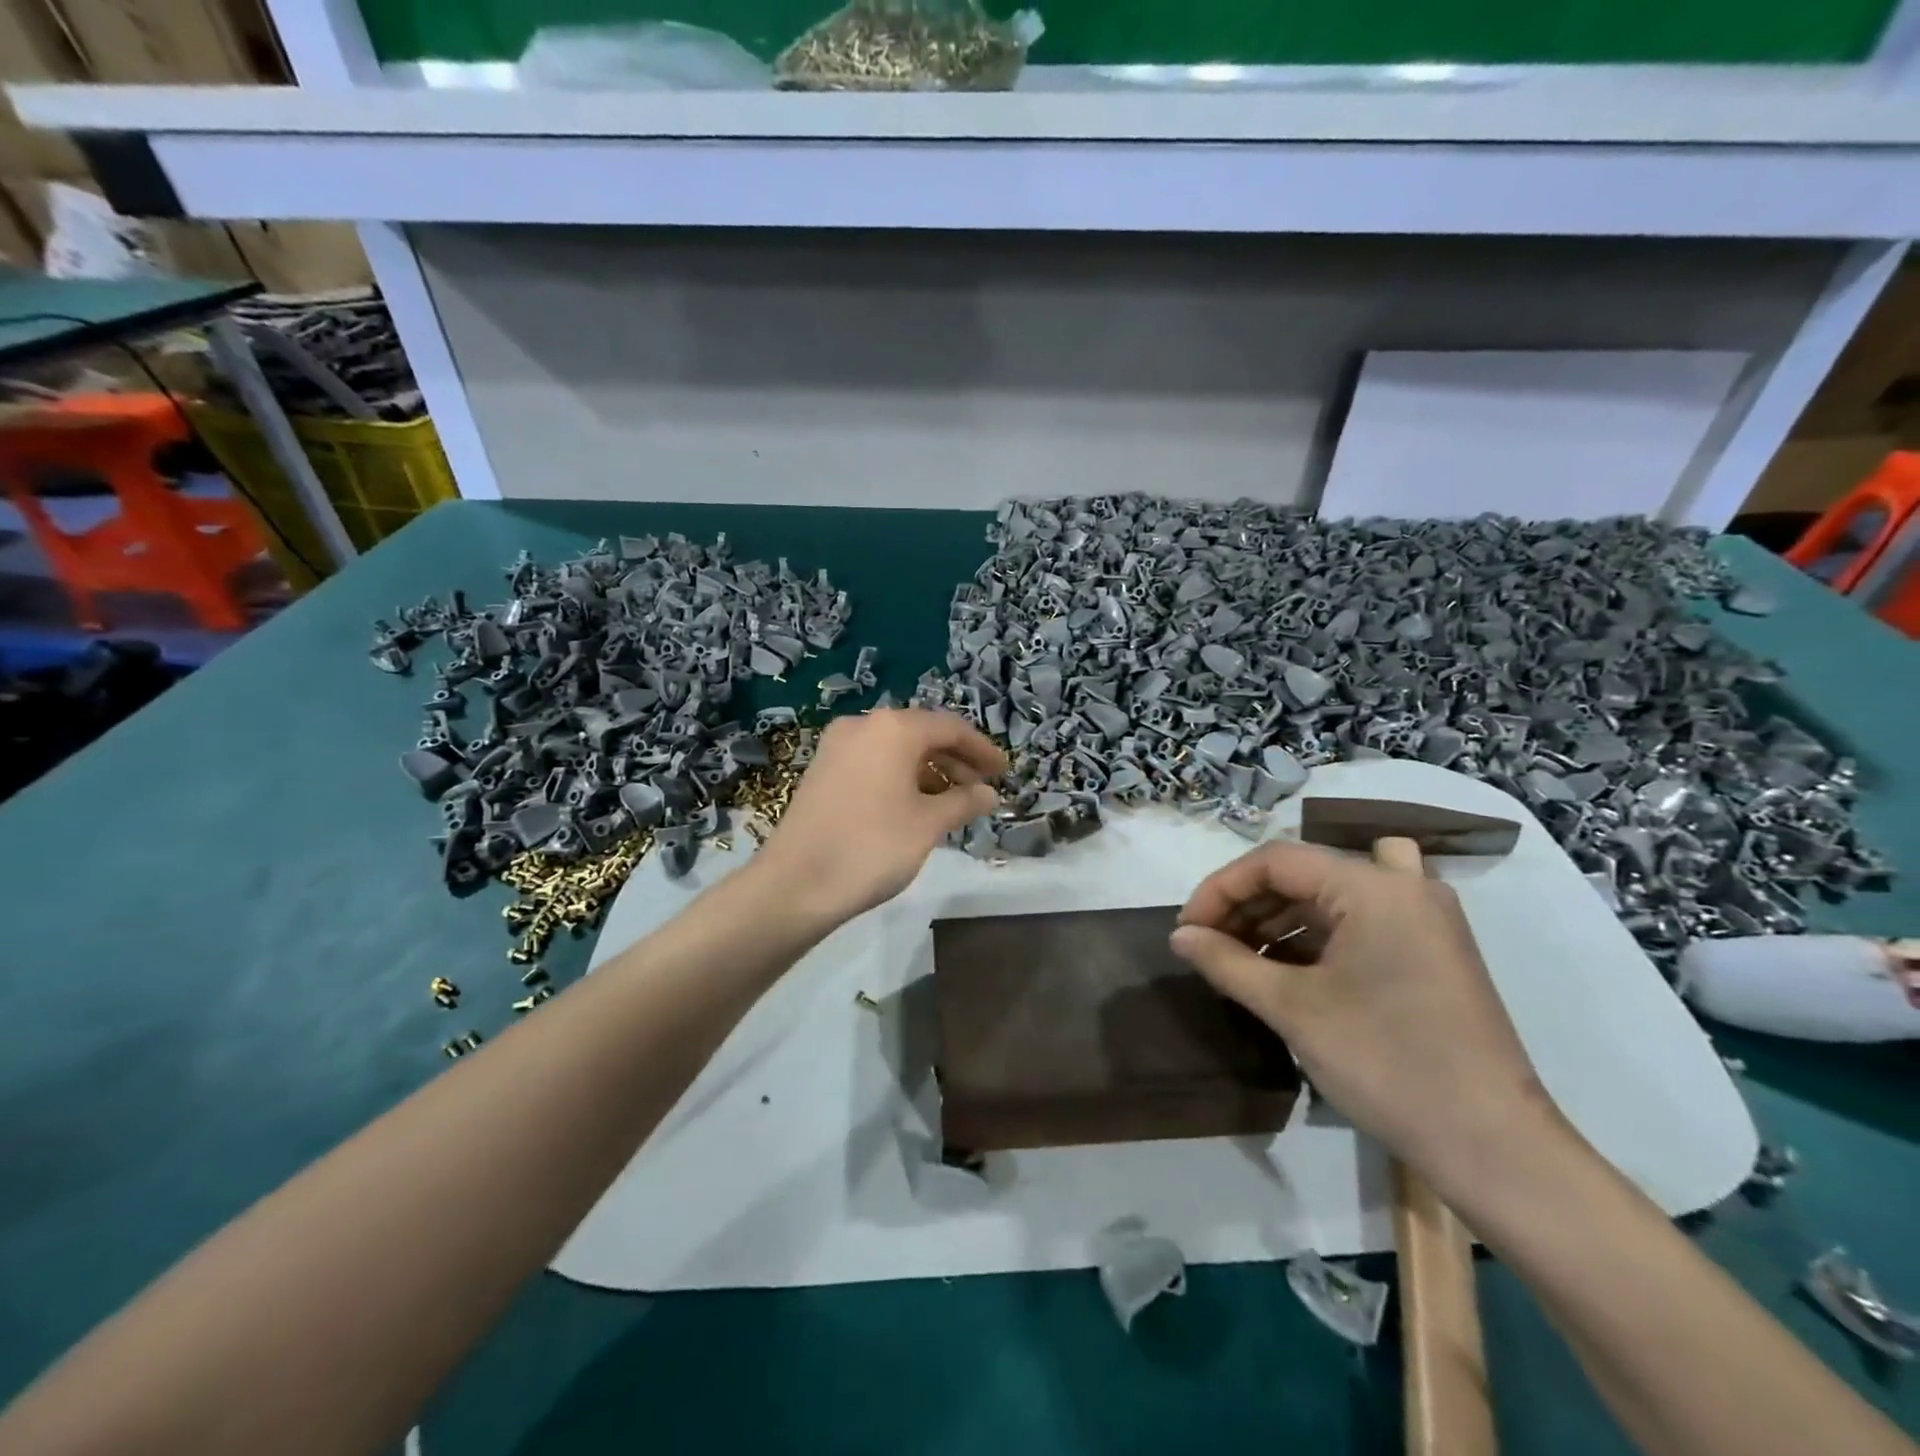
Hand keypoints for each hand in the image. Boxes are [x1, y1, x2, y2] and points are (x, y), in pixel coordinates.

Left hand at [752, 708, 1004, 926]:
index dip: (982, 749)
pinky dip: (900, 777)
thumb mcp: (928, 825)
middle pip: (921, 734)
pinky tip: (914, 807)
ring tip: (951, 804)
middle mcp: (864, 725)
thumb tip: (989, 794)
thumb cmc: (872, 847)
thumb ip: (964, 802)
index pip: (950, 727)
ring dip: (928, 771)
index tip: (1003, 772)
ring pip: (896, 749)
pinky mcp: (822, 769)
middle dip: (955, 760)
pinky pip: (873, 762)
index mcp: (893, 728)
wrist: (795, 884)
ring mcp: (837, 746)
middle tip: (980, 790)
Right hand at [1169, 839, 1558, 1182]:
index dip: (1221, 889)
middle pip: (1302, 874)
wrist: (1494, 1149)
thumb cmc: (1386, 1064)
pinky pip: (1357, 923)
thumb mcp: (1292, 1009)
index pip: (1275, 861)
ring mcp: (1423, 919)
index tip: (1187, 928)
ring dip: (1277, 922)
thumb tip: (1178, 936)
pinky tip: (1285, 971)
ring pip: (1328, 897)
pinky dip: (1314, 938)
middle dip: (1247, 905)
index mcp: (1374, 887)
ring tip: (1238, 960)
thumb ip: (1226, 962)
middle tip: (1209, 945)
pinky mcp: (1430, 951)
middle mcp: (1403, 887)